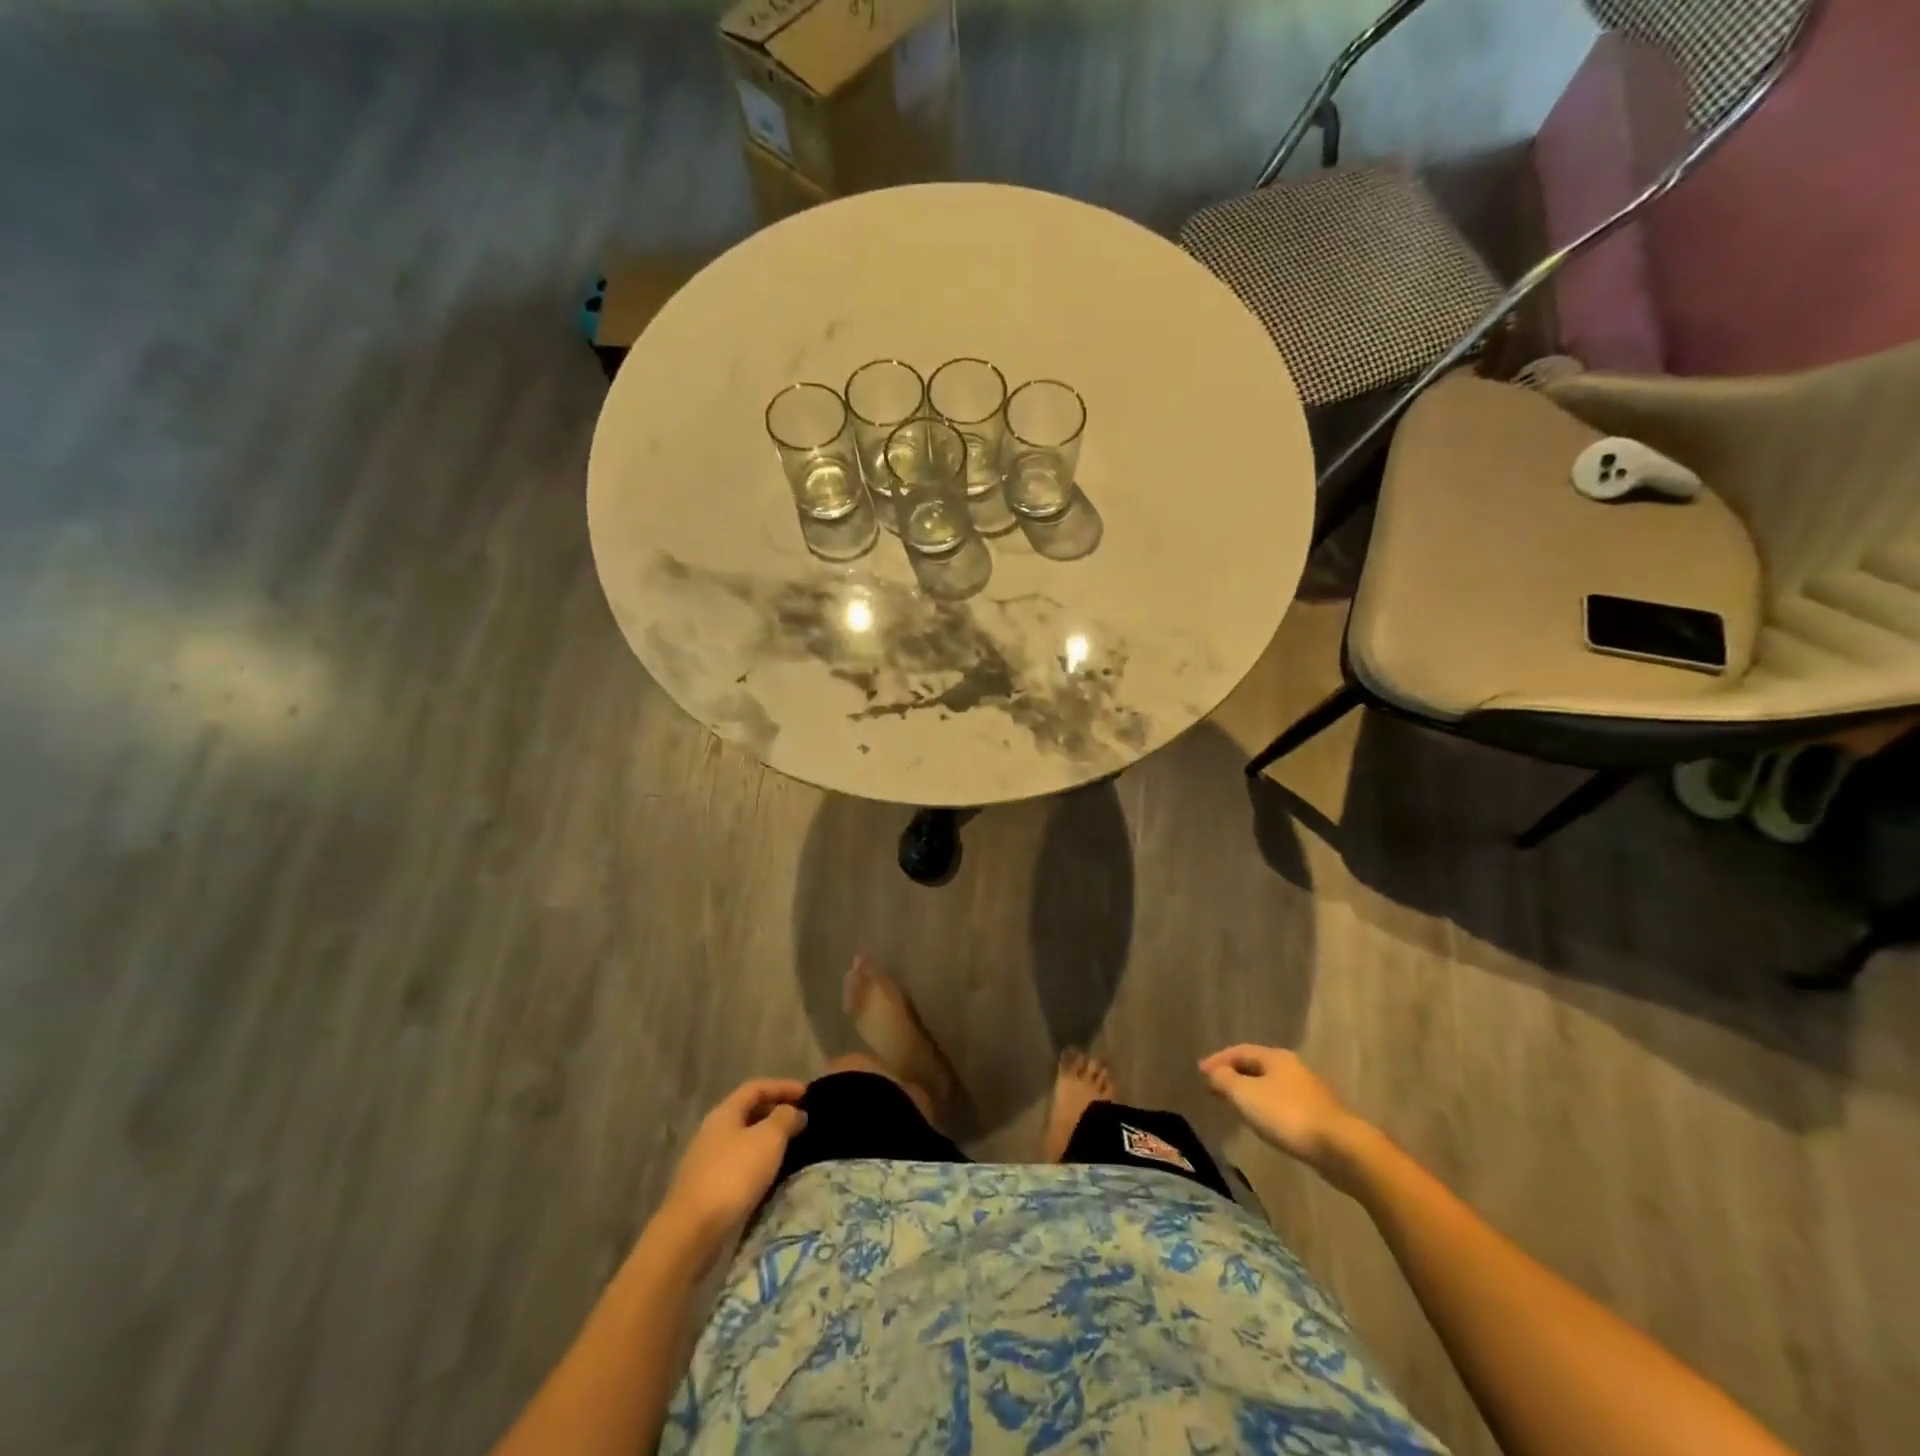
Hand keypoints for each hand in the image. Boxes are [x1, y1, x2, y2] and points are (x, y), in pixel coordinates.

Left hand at [662, 1080, 807, 1245]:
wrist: (691, 1232)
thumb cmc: (733, 1175)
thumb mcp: (768, 1140)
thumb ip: (784, 1119)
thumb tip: (794, 1112)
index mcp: (724, 1113)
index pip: (756, 1087)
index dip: (783, 1086)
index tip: (807, 1093)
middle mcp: (712, 1131)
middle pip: (747, 1111)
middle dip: (775, 1111)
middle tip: (800, 1119)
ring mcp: (705, 1160)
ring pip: (742, 1139)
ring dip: (766, 1138)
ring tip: (790, 1146)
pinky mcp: (705, 1187)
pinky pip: (737, 1162)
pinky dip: (756, 1160)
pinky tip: (768, 1174)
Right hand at [1199, 1046, 1358, 1168]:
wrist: (1340, 1148)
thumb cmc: (1287, 1115)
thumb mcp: (1246, 1095)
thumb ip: (1225, 1080)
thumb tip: (1213, 1071)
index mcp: (1275, 1057)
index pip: (1240, 1051)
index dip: (1218, 1060)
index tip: (1200, 1072)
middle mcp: (1293, 1067)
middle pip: (1256, 1066)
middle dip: (1234, 1074)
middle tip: (1214, 1086)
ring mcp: (1309, 1091)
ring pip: (1270, 1085)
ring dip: (1250, 1091)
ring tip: (1234, 1104)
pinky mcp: (1318, 1115)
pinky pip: (1283, 1103)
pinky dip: (1265, 1106)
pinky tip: (1262, 1120)